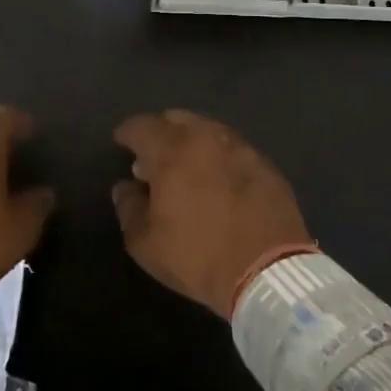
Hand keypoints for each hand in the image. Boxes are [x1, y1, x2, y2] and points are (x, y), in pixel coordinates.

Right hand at [112, 109, 316, 316]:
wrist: (269, 272)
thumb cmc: (197, 256)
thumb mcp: (146, 243)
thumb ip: (129, 207)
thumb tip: (126, 187)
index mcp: (172, 150)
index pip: (141, 126)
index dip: (127, 133)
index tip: (121, 144)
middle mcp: (206, 138)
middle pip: (176, 119)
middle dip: (160, 131)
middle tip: (153, 155)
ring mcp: (241, 148)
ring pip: (208, 130)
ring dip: (191, 141)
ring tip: (186, 166)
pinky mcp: (266, 165)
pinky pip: (233, 149)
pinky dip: (218, 156)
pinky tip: (218, 178)